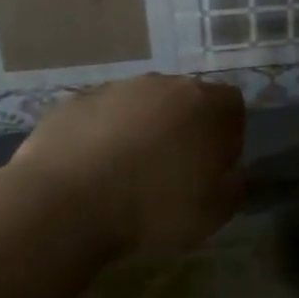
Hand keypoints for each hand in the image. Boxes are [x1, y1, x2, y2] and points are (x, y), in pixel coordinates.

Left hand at [10, 75, 245, 254]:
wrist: (65, 203)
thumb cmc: (153, 207)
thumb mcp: (214, 213)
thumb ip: (234, 187)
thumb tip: (230, 174)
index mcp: (206, 103)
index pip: (232, 105)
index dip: (228, 136)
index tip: (214, 168)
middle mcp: (165, 84)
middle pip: (186, 99)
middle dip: (184, 128)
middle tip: (172, 170)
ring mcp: (118, 88)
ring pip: (143, 104)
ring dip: (143, 129)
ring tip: (128, 172)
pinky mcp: (77, 100)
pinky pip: (103, 115)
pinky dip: (104, 135)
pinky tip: (93, 170)